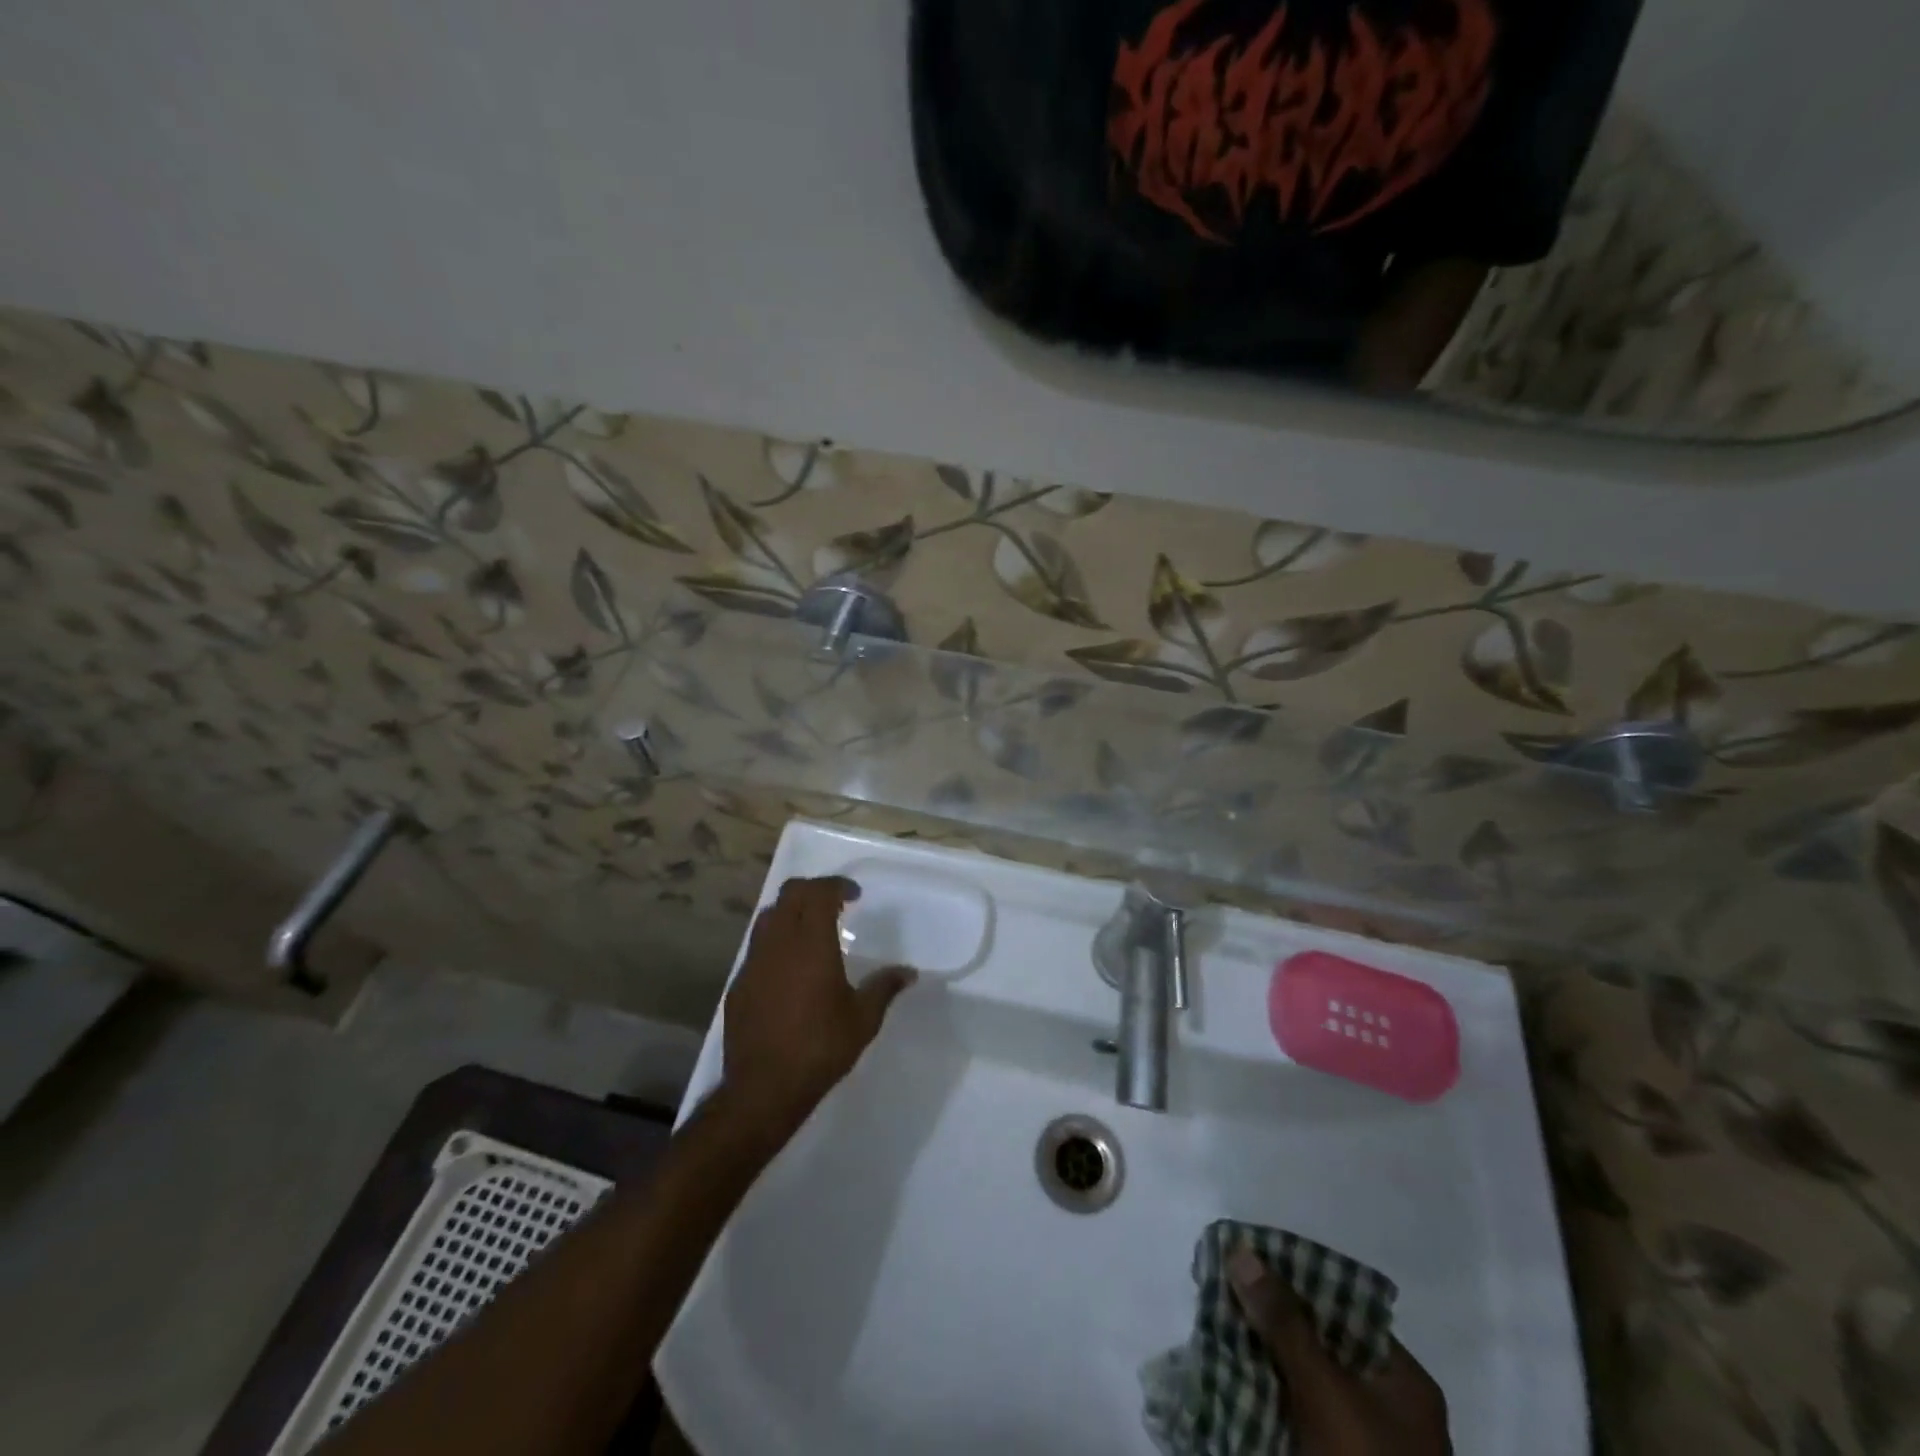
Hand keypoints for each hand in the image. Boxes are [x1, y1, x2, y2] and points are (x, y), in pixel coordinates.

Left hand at [722, 876, 914, 1136]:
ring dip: (790, 912)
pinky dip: (775, 941)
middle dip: (813, 890)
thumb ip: (884, 988)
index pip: (819, 893)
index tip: (854, 895)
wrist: (763, 1087)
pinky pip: (757, 947)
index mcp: (811, 943)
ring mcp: (753, 962)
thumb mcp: (863, 1019)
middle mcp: (778, 942)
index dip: (837, 886)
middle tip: (834, 903)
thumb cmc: (820, 1047)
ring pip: (768, 916)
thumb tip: (908, 972)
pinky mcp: (739, 983)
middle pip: (789, 894)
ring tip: (810, 929)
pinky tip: (789, 967)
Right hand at [1228, 1246, 1451, 1454]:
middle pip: (1320, 1341)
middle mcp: (1387, 1405)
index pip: (1343, 1306)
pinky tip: (1226, 1371)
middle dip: (1270, 1316)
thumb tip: (1242, 1250)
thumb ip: (1285, 1322)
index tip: (1246, 1259)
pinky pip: (1293, 1414)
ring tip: (1214, 1321)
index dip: (1294, 1279)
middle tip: (1221, 1287)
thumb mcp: (1325, 1392)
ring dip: (1261, 1354)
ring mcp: (1360, 1440)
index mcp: (1402, 1380)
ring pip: (1302, 1377)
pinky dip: (1263, 1394)